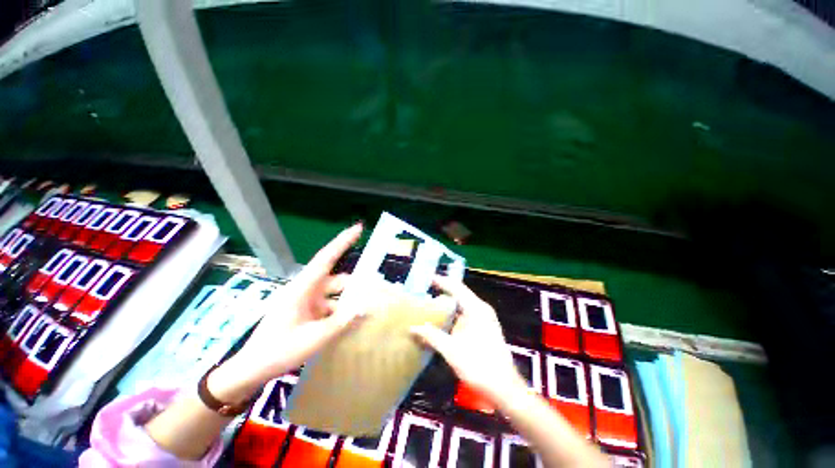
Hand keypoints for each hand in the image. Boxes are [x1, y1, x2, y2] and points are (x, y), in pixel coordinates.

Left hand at [208, 224, 363, 403]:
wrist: (251, 370)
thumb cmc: (278, 350)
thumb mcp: (314, 338)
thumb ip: (343, 322)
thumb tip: (366, 308)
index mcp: (303, 288)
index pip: (326, 258)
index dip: (343, 242)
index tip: (358, 228)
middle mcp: (307, 290)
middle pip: (337, 279)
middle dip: (356, 283)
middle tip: (376, 289)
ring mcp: (307, 302)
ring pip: (336, 294)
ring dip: (350, 301)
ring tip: (368, 310)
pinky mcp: (308, 313)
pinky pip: (330, 307)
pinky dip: (342, 312)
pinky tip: (353, 322)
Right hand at [410, 276, 525, 403]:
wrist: (504, 389)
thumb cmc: (479, 366)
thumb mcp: (451, 350)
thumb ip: (431, 336)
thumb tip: (412, 327)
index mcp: (476, 308)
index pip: (456, 287)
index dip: (441, 281)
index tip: (427, 278)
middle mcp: (482, 309)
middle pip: (460, 293)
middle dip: (443, 291)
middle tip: (425, 290)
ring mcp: (485, 319)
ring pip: (463, 304)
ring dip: (448, 303)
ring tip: (430, 302)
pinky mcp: (485, 328)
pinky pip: (466, 313)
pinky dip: (454, 313)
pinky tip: (443, 320)